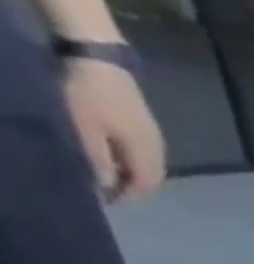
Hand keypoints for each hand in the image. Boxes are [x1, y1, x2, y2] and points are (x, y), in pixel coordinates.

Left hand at [62, 58, 165, 200]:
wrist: (100, 62)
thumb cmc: (90, 96)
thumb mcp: (85, 128)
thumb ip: (98, 159)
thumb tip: (105, 185)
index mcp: (145, 154)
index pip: (144, 185)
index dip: (127, 196)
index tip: (105, 201)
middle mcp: (158, 151)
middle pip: (152, 179)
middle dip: (133, 189)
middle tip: (108, 191)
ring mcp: (156, 139)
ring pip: (151, 168)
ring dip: (134, 176)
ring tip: (110, 176)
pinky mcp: (148, 129)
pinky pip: (147, 156)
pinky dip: (134, 164)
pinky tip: (116, 158)